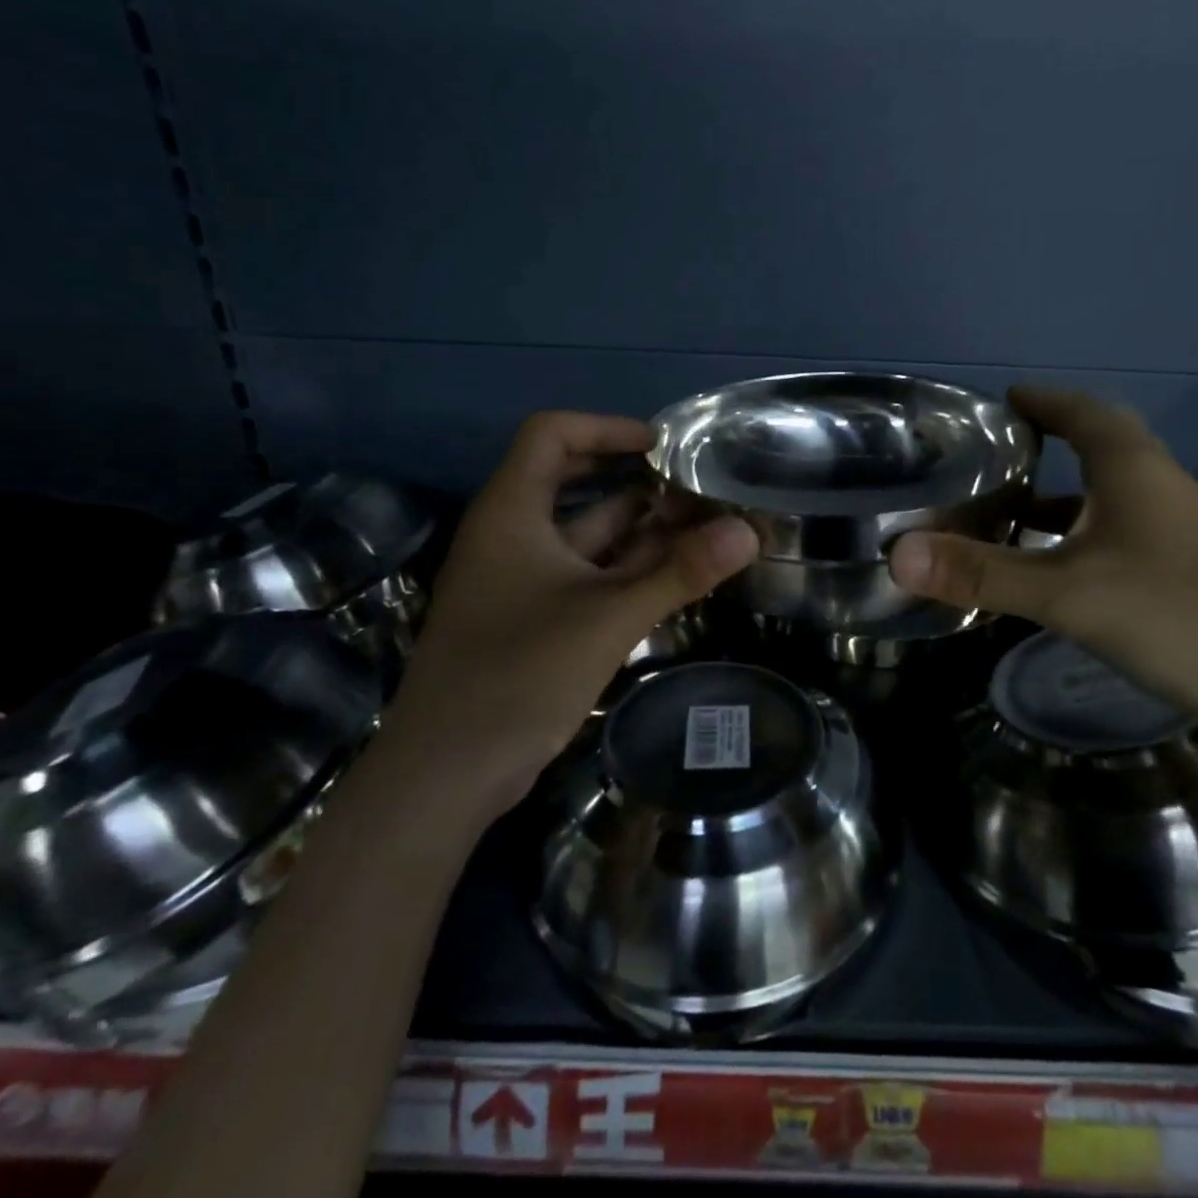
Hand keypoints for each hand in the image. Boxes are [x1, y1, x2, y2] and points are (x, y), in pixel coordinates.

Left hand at [381, 412, 758, 814]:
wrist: (449, 770)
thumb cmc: (520, 675)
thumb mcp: (609, 617)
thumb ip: (680, 572)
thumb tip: (748, 532)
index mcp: (511, 512)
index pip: (551, 435)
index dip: (605, 427)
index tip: (660, 445)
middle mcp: (511, 535)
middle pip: (573, 483)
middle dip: (635, 481)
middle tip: (693, 486)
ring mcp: (520, 579)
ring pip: (585, 536)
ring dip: (638, 529)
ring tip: (700, 526)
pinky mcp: (531, 618)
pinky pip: (585, 576)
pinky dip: (626, 570)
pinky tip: (673, 575)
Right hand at [888, 386, 1197, 742]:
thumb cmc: (1183, 618)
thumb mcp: (1069, 595)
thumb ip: (982, 574)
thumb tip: (895, 553)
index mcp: (1136, 472)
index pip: (1084, 413)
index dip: (1044, 402)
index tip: (1005, 400)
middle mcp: (1164, 494)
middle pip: (1102, 453)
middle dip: (1049, 450)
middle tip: (995, 462)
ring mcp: (1185, 540)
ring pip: (1113, 503)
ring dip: (1066, 504)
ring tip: (1012, 520)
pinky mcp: (1194, 582)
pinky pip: (1125, 543)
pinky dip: (1086, 546)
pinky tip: (1065, 580)